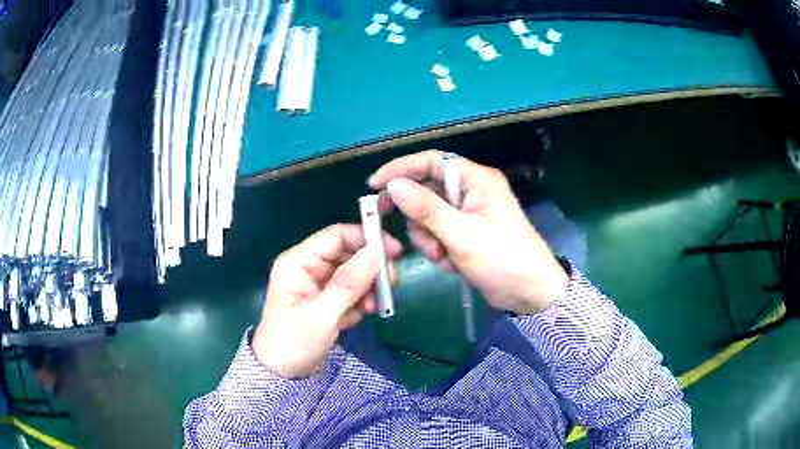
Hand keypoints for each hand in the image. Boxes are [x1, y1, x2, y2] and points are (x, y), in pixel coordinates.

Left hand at [253, 224, 402, 377]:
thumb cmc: (294, 343)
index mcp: (299, 262)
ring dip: (368, 288)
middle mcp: (309, 268)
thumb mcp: (322, 315)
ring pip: (353, 273)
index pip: (336, 236)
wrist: (283, 374)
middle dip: (370, 268)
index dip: (366, 239)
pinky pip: (352, 291)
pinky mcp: (328, 300)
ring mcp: (319, 285)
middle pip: (348, 254)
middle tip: (390, 284)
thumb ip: (348, 283)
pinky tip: (359, 316)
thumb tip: (375, 253)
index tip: (394, 252)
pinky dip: (361, 301)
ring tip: (373, 307)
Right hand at [369, 150, 567, 314]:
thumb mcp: (462, 235)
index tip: (374, 185)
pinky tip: (453, 264)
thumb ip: (426, 209)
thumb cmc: (503, 260)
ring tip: (444, 257)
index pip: (432, 162)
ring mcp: (468, 213)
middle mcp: (471, 190)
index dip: (401, 169)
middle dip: (420, 219)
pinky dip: (439, 249)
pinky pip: (439, 233)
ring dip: (429, 239)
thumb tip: (393, 185)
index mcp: (476, 180)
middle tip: (418, 237)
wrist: (530, 294)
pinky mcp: (466, 233)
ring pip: (429, 217)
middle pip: (427, 191)